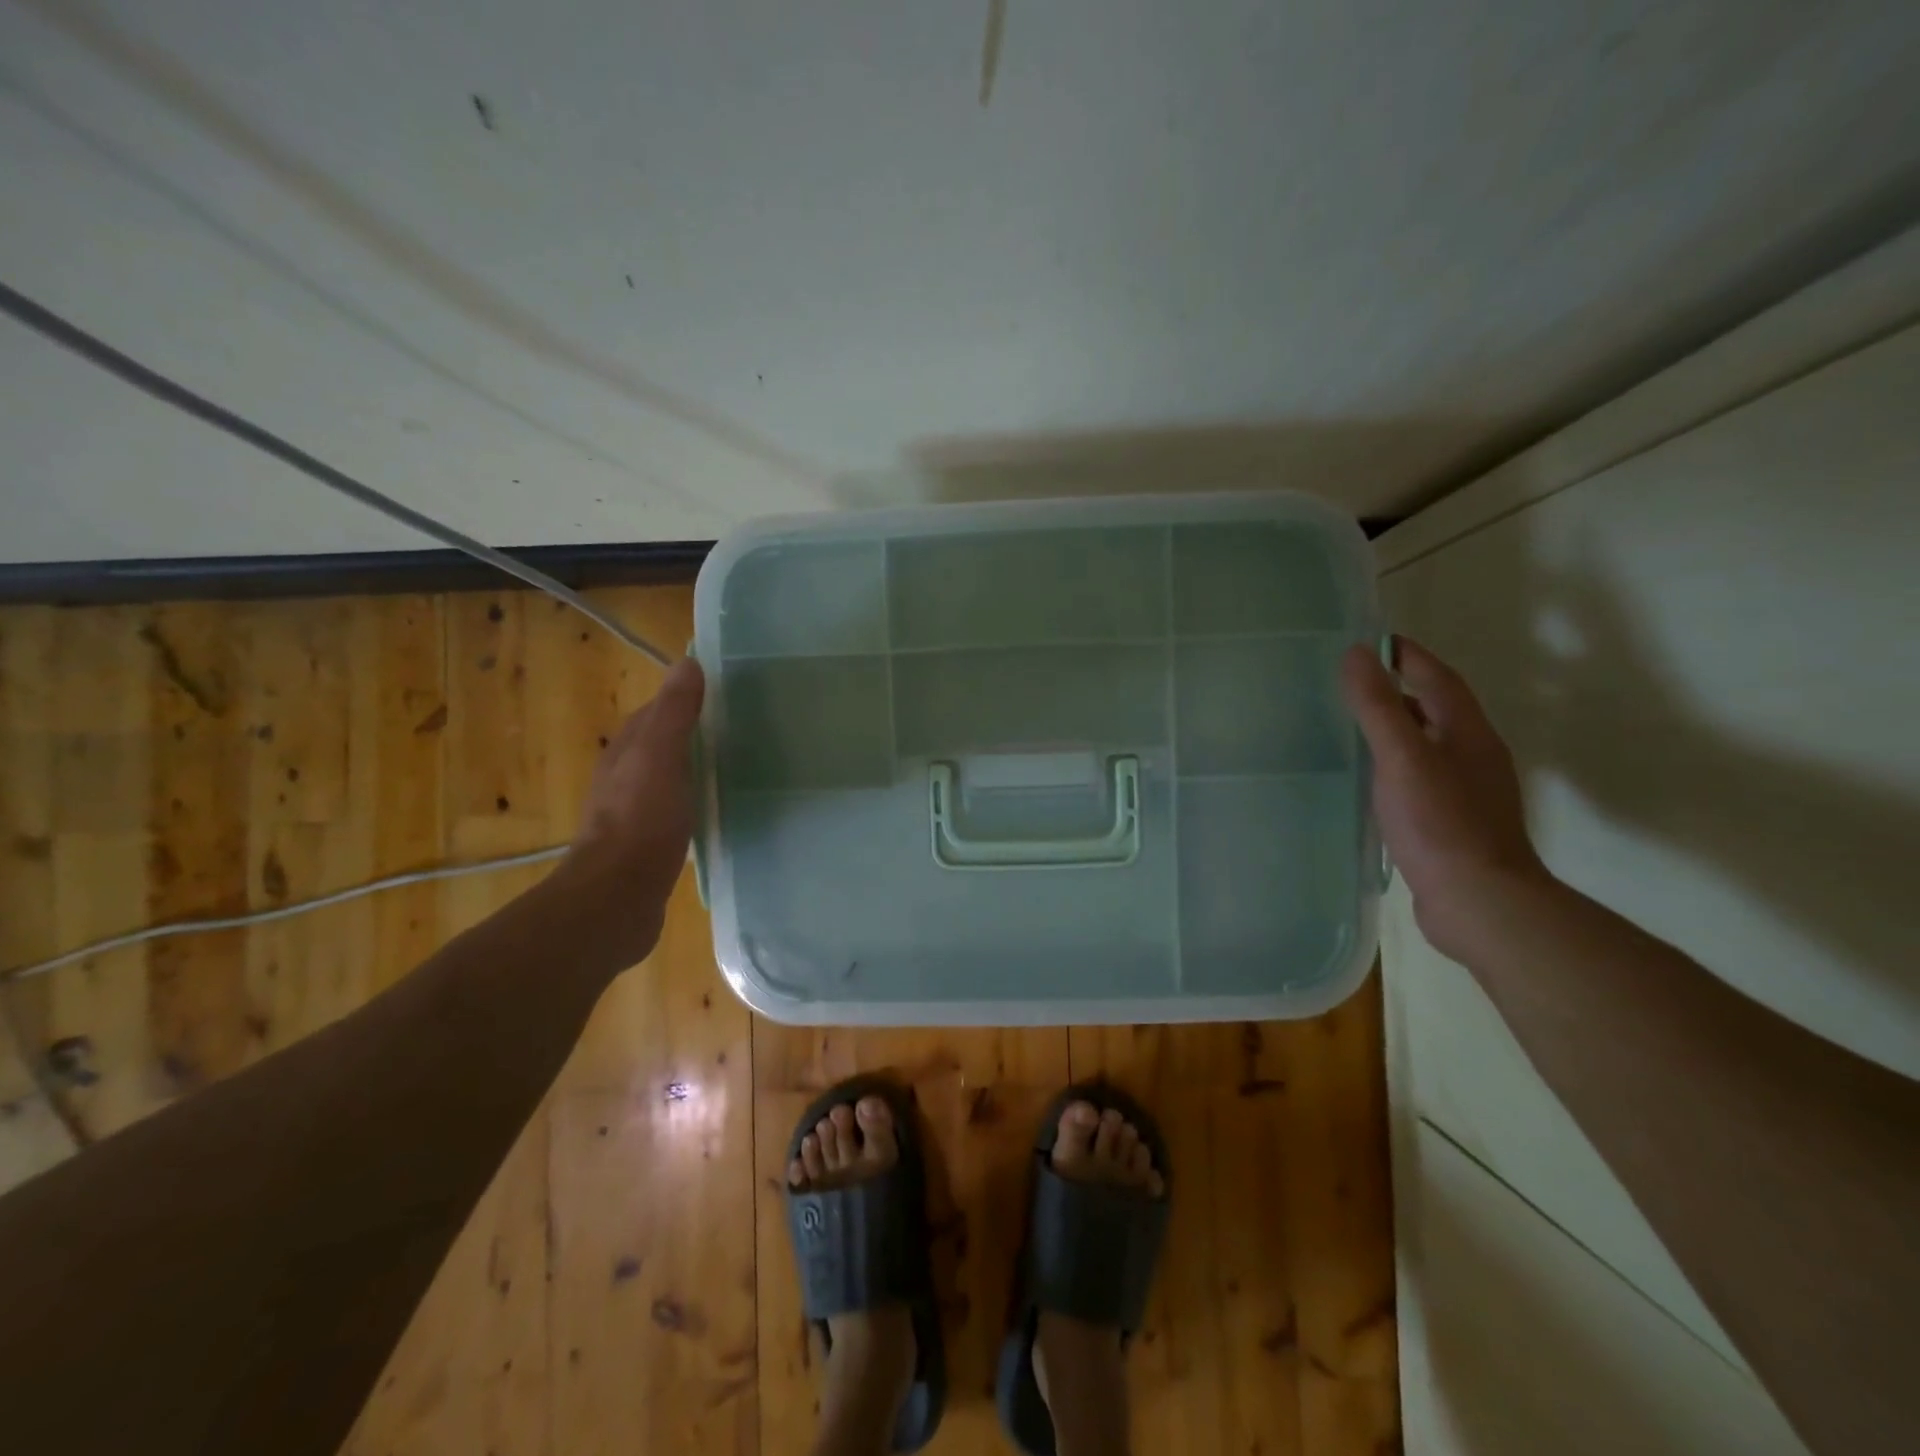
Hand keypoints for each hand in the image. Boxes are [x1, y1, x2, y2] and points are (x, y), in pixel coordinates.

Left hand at [557, 656, 705, 964]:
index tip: (724, 695)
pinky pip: (676, 812)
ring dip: (694, 770)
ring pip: (669, 779)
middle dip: (693, 735)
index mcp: (627, 752)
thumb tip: (687, 662)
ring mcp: (636, 814)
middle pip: (662, 746)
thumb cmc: (641, 821)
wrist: (618, 897)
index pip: (656, 713)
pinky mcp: (649, 846)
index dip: (685, 700)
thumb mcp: (660, 757)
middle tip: (739, 731)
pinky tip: (716, 811)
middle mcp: (626, 779)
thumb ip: (674, 713)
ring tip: (734, 767)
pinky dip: (695, 803)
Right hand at [1341, 637, 1550, 960]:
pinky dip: (1396, 763)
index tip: (1372, 641)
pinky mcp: (1453, 821)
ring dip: (1398, 727)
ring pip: (1429, 743)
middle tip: (1353, 681)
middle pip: (1436, 708)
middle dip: (1400, 688)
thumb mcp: (1402, 756)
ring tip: (1354, 724)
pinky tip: (1372, 779)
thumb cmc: (1440, 822)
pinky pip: (1421, 775)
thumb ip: (1379, 706)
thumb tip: (1357, 654)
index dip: (1408, 655)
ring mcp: (1466, 790)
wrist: (1479, 900)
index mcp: (1467, 732)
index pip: (1438, 678)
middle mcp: (1473, 754)